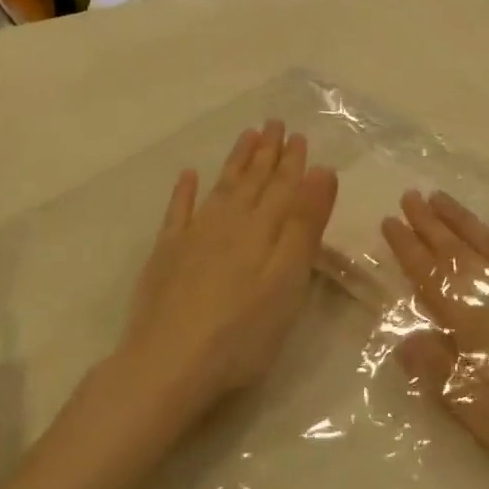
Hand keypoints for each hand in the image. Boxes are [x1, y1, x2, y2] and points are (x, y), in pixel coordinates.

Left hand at [115, 121, 337, 425]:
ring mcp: (193, 237)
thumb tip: (321, 169)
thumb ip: (305, 223)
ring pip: (221, 188)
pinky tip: (188, 175)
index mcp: (263, 229)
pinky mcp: (166, 257)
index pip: (283, 186)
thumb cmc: (243, 330)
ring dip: (235, 161)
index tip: (298, 134)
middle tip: (273, 123)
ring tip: (246, 136)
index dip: (293, 161)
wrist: (168, 366)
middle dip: (266, 152)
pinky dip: (184, 192)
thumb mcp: (289, 278)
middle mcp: (229, 223)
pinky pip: (177, 213)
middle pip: (252, 180)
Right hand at [381, 190, 488, 488]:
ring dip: (466, 220)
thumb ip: (439, 371)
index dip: (408, 249)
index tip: (389, 222)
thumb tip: (404, 338)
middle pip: (459, 251)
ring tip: (443, 198)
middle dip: (431, 223)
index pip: (432, 277)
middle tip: (409, 195)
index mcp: (476, 323)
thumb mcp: (481, 412)